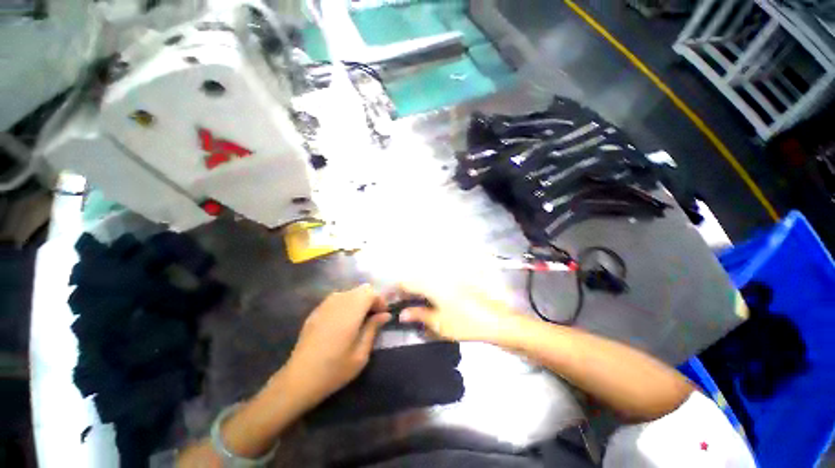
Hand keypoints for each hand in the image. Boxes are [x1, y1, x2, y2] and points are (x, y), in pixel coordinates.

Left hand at [285, 284, 390, 406]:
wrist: (298, 379)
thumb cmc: (334, 369)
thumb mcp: (361, 354)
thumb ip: (373, 329)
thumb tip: (385, 315)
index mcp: (351, 311)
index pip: (370, 292)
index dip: (380, 301)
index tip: (383, 315)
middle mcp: (338, 301)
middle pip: (361, 290)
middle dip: (370, 300)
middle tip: (373, 318)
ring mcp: (325, 305)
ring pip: (349, 293)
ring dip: (358, 302)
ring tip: (359, 321)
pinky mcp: (316, 311)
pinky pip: (337, 299)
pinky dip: (346, 305)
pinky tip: (342, 323)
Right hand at [397, 279, 524, 344]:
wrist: (496, 321)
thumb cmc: (466, 323)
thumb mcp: (439, 323)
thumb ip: (419, 315)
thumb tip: (402, 314)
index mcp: (432, 284)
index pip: (407, 282)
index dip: (396, 290)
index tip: (389, 300)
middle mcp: (439, 277)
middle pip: (416, 279)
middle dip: (405, 291)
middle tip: (400, 305)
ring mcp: (449, 279)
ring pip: (425, 280)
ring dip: (416, 290)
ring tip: (412, 305)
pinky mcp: (456, 283)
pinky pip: (436, 283)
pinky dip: (428, 291)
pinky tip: (428, 302)